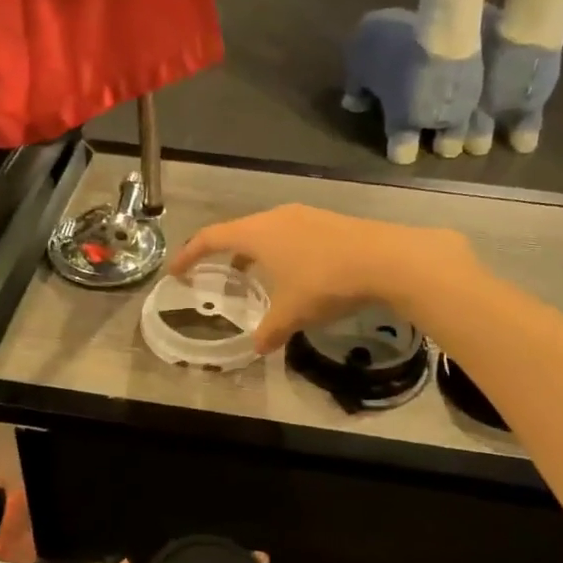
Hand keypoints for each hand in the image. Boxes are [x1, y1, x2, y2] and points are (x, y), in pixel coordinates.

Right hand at [169, 205, 472, 353]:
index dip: (190, 254)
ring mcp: (305, 216)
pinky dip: (281, 252)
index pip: (211, 238)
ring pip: (268, 232)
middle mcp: (277, 217)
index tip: (177, 271)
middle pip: (239, 231)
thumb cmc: (325, 282)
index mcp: (257, 233)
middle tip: (216, 273)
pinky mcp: (329, 222)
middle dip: (224, 253)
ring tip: (254, 275)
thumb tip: (256, 347)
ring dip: (255, 252)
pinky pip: (292, 235)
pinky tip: (294, 273)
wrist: (385, 259)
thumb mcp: (292, 314)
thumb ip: (269, 331)